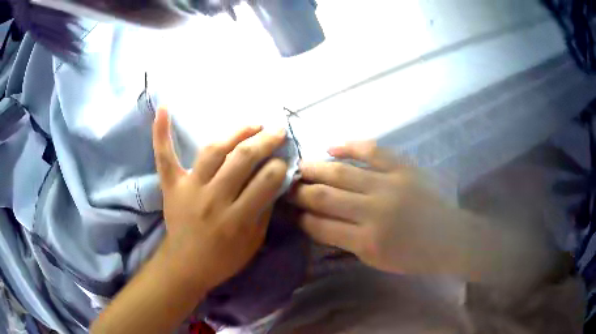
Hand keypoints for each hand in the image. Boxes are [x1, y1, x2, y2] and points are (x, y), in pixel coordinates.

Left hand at [152, 107, 287, 290]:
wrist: (186, 265)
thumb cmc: (223, 258)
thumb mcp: (253, 242)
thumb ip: (264, 210)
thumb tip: (275, 179)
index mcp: (237, 219)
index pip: (266, 181)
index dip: (279, 166)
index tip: (283, 161)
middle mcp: (213, 199)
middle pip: (242, 160)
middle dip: (265, 142)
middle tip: (278, 132)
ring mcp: (189, 188)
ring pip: (214, 151)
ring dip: (236, 133)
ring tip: (253, 125)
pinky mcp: (171, 185)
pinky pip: (165, 157)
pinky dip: (161, 133)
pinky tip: (162, 108)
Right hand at [289, 141, 472, 275]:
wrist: (450, 238)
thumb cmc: (413, 256)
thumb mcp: (375, 260)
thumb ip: (345, 241)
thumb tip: (317, 223)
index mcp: (366, 241)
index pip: (319, 226)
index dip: (299, 217)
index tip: (287, 210)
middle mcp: (373, 211)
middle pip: (324, 197)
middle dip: (300, 191)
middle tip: (285, 185)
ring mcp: (389, 184)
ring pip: (342, 172)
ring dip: (315, 168)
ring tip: (299, 166)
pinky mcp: (403, 168)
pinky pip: (372, 150)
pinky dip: (350, 146)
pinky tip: (331, 146)